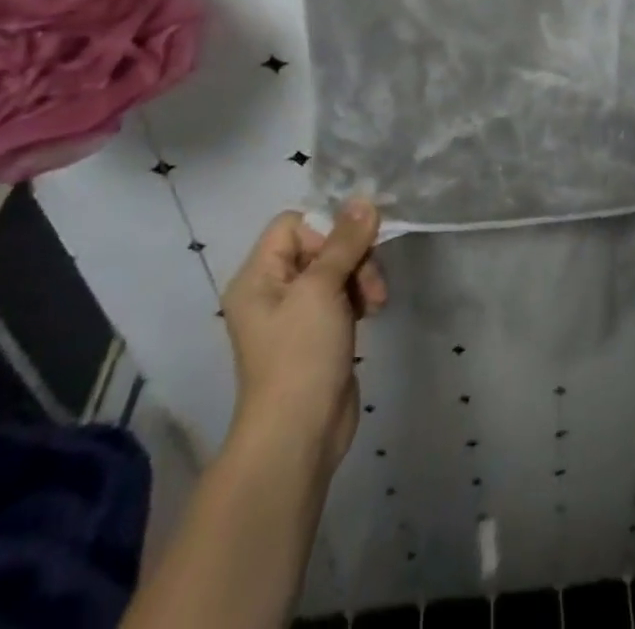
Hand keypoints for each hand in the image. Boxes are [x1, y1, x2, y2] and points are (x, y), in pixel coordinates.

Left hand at [220, 201, 387, 474]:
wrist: (299, 435)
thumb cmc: (301, 354)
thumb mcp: (322, 288)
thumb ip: (345, 241)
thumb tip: (364, 199)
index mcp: (258, 275)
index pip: (294, 223)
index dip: (326, 228)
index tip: (349, 250)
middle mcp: (272, 289)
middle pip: (319, 244)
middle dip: (352, 256)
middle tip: (371, 281)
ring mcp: (295, 313)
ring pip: (336, 268)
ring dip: (361, 276)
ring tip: (376, 302)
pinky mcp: (317, 333)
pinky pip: (341, 295)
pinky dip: (359, 297)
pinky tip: (371, 314)